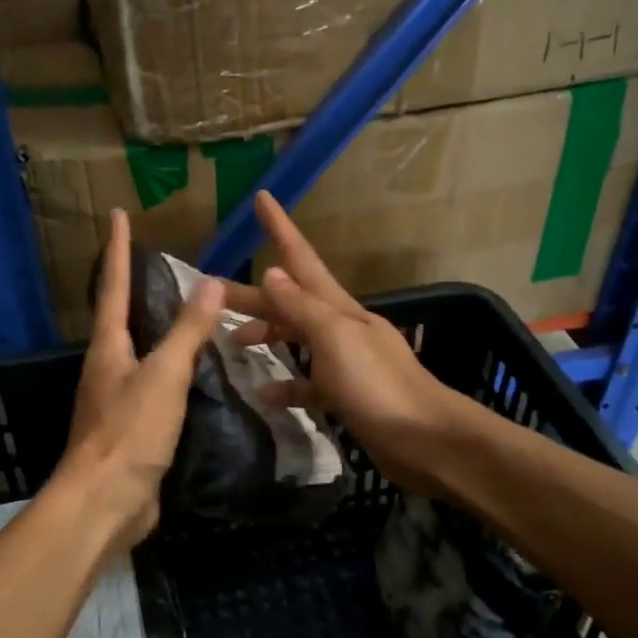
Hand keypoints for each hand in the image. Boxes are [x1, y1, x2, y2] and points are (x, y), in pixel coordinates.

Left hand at [58, 208, 224, 552]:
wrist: (105, 503)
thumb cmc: (130, 432)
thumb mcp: (165, 376)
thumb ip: (188, 331)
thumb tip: (210, 280)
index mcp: (108, 348)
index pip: (112, 286)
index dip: (117, 250)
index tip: (118, 215)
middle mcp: (106, 369)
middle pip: (119, 318)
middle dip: (132, 288)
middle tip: (158, 263)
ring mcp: (116, 401)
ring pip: (137, 354)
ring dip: (155, 332)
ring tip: (186, 315)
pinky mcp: (131, 431)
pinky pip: (153, 389)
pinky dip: (172, 373)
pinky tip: (195, 377)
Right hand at [227, 192, 469, 497]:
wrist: (426, 440)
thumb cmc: (377, 385)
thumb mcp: (335, 339)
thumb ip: (301, 308)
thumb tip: (271, 273)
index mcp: (337, 308)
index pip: (302, 259)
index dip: (281, 228)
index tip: (262, 197)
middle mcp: (339, 327)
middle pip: (288, 302)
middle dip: (253, 295)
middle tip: (211, 293)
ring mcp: (344, 362)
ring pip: (295, 338)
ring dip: (267, 335)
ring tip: (233, 343)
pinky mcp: (346, 395)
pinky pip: (307, 383)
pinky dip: (286, 384)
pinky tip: (265, 394)